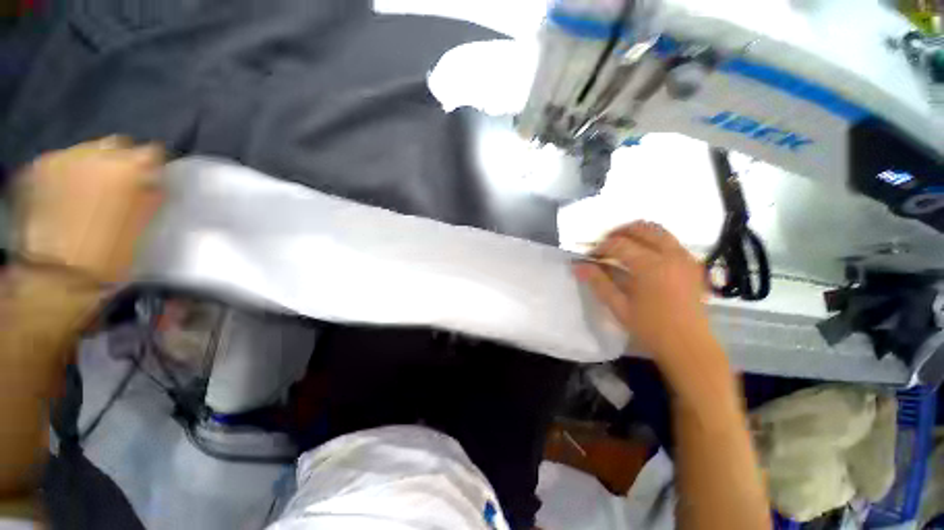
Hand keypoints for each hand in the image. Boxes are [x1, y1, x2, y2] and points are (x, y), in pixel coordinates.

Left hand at [13, 137, 164, 283]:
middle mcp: (96, 154)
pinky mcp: (38, 169)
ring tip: (94, 189)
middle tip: (124, 182)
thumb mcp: (144, 225)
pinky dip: (69, 172)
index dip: (155, 165)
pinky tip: (68, 193)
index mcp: (129, 169)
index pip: (152, 152)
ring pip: (88, 150)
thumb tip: (156, 181)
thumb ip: (152, 196)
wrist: (56, 275)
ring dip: (94, 165)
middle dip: (122, 159)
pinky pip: (62, 161)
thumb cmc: (111, 254)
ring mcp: (63, 159)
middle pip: (117, 143)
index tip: (155, 178)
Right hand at [574, 221, 712, 362]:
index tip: (590, 256)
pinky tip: (643, 258)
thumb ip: (598, 282)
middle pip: (642, 228)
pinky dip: (653, 242)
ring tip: (622, 248)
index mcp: (650, 266)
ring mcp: (685, 258)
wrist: (689, 346)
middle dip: (619, 232)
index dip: (600, 247)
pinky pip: (671, 242)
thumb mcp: (619, 306)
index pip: (619, 244)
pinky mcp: (693, 265)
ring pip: (659, 231)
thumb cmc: (651, 328)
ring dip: (637, 234)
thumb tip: (578, 265)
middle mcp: (670, 255)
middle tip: (605, 246)